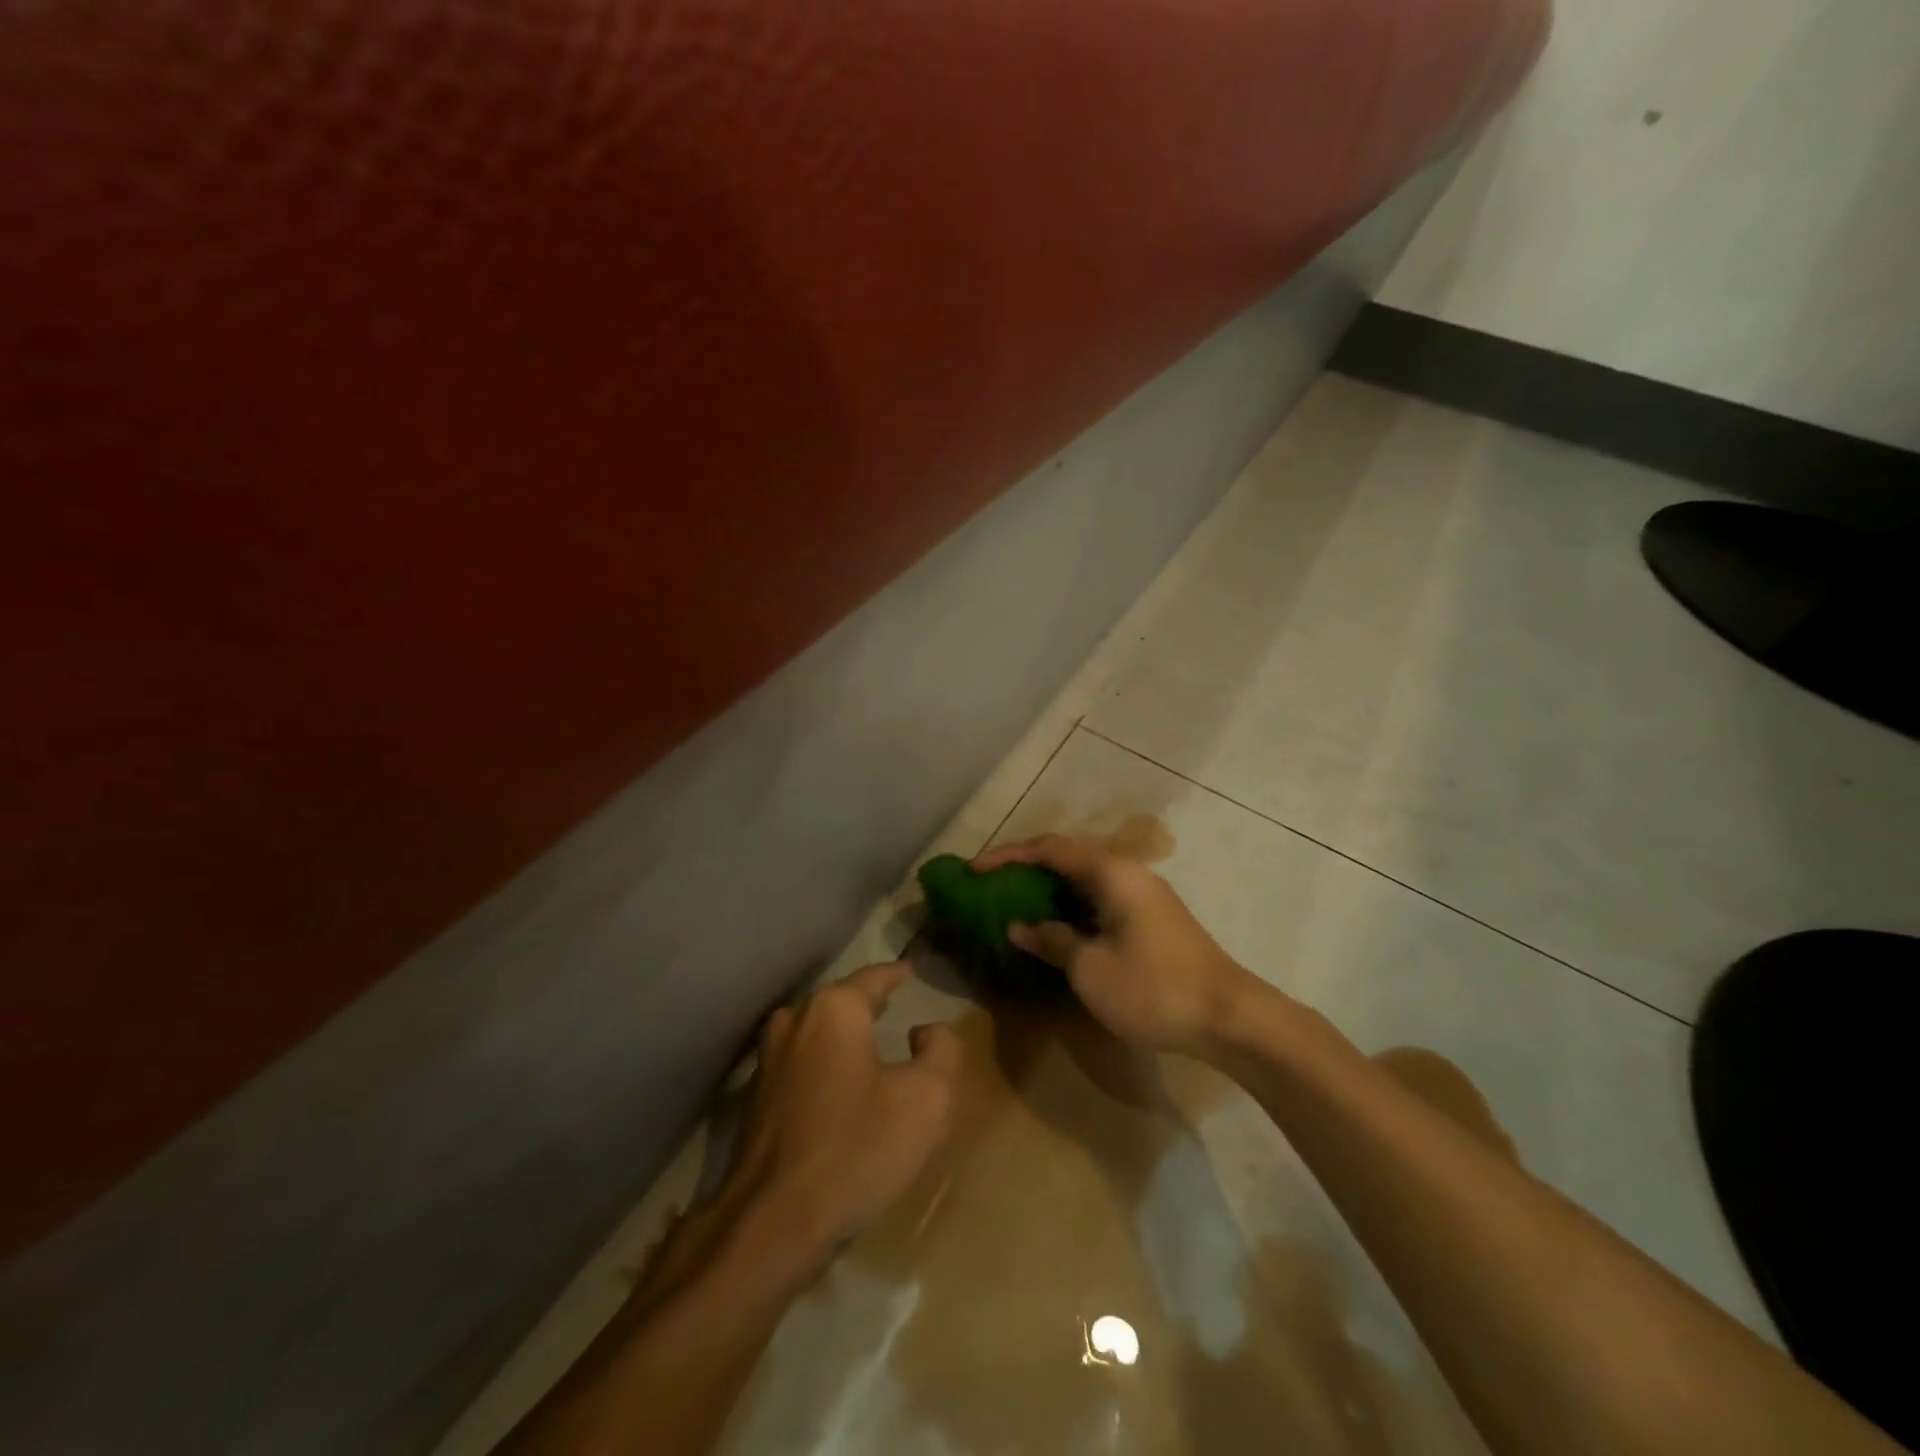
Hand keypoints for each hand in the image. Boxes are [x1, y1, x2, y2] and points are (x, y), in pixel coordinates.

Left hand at [713, 962, 960, 1273]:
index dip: (896, 973)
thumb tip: (925, 1031)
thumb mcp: (927, 1098)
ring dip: (843, 1031)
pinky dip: (824, 1060)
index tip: (910, 970)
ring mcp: (769, 1057)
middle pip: (841, 1000)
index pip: (873, 977)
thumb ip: (941, 1049)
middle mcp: (796, 1020)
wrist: (772, 1222)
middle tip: (893, 1000)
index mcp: (834, 1009)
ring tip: (868, 1036)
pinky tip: (838, 1080)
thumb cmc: (857, 1149)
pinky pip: (801, 1060)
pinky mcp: (756, 1095)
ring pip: (817, 1029)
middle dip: (867, 1000)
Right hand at [973, 835, 1260, 1056]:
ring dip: (1049, 888)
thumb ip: (1052, 939)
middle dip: (1026, 867)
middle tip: (991, 884)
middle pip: (1068, 857)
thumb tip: (1020, 925)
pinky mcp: (1152, 918)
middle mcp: (1128, 873)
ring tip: (1015, 902)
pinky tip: (1056, 927)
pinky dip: (1071, 906)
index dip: (1008, 855)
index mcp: (1112, 873)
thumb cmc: (1153, 988)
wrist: (1229, 1017)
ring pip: (1085, 879)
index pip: (1049, 849)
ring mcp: (1144, 895)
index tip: (973, 869)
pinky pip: (1100, 899)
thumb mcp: (1090, 968)